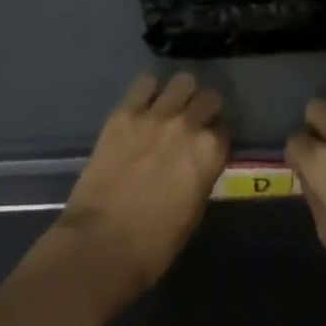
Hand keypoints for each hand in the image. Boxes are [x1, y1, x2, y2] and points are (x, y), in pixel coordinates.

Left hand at [53, 72, 228, 311]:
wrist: (101, 244)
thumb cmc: (153, 244)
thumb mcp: (193, 212)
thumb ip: (201, 176)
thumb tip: (198, 162)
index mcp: (209, 153)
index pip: (225, 130)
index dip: (216, 138)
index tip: (208, 145)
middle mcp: (188, 125)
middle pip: (208, 98)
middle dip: (205, 109)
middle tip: (193, 123)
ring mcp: (155, 114)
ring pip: (182, 81)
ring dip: (181, 94)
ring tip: (171, 108)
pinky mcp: (125, 112)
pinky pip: (144, 83)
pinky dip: (149, 91)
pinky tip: (144, 104)